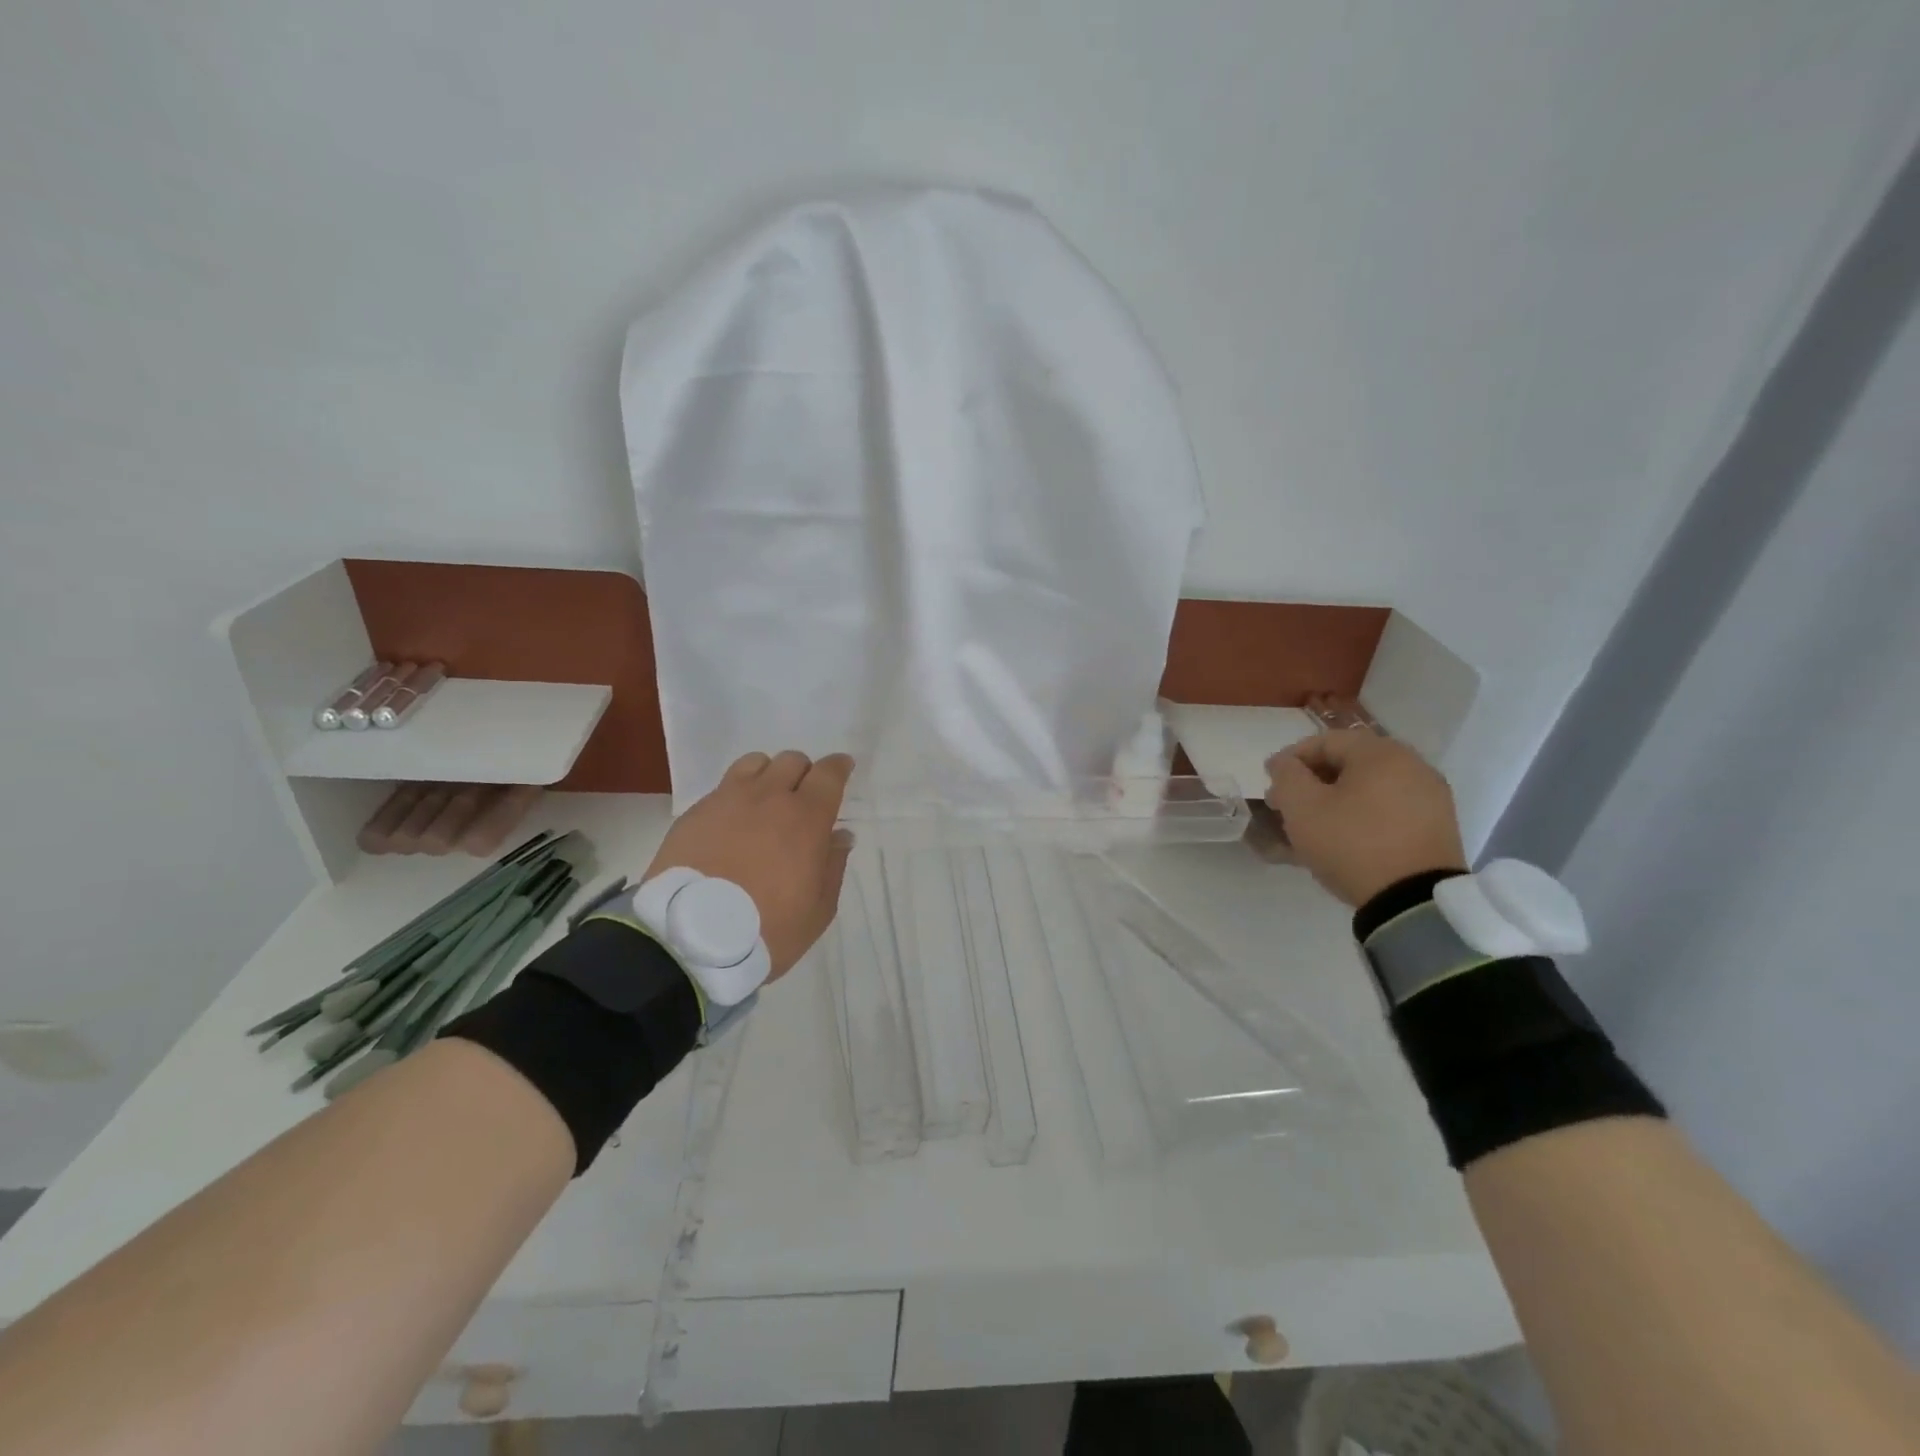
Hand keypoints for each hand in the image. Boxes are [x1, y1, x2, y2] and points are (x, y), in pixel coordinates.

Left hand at [644, 750, 855, 979]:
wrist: (689, 939)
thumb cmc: (767, 928)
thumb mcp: (818, 910)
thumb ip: (833, 866)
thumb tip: (840, 836)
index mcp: (806, 817)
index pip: (829, 773)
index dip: (839, 766)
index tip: (843, 768)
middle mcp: (768, 797)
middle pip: (792, 761)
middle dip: (803, 773)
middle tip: (802, 798)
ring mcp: (727, 800)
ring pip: (754, 763)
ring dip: (768, 775)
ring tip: (764, 802)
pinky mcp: (695, 812)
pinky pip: (722, 787)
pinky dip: (735, 796)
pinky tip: (732, 823)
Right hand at [1265, 730, 1466, 906]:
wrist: (1413, 902)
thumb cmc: (1351, 843)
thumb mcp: (1302, 807)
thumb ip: (1287, 775)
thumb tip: (1285, 763)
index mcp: (1381, 753)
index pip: (1325, 741)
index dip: (1290, 759)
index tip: (1269, 781)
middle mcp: (1412, 765)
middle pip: (1349, 763)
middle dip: (1311, 781)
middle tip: (1285, 805)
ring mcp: (1430, 797)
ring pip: (1368, 787)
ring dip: (1335, 799)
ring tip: (1311, 824)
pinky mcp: (1437, 826)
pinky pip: (1388, 808)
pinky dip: (1361, 814)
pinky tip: (1342, 837)